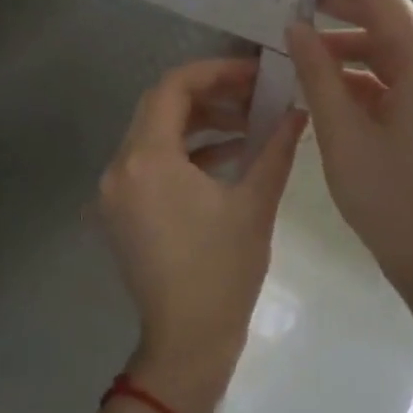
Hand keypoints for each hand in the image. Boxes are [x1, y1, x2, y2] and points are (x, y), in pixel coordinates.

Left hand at [98, 58, 304, 412]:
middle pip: (159, 108)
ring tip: (248, 124)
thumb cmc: (223, 272)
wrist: (187, 340)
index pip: (173, 89)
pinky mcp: (120, 212)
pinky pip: (149, 165)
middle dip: (209, 96)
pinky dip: (183, 154)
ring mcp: (114, 192)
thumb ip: (275, 148)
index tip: (254, 73)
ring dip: (198, 125)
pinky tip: (227, 157)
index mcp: (146, 160)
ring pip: (153, 136)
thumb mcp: (254, 204)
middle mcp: (119, 168)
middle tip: (255, 95)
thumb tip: (298, 112)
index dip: (215, 72)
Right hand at [284, 0, 412, 362]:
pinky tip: (320, 82)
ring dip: (342, 42)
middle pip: (385, 17)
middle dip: (337, 1)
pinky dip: (355, 74)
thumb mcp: (343, 134)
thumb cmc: (390, 199)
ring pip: (385, 50)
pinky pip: (390, 79)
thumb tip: (295, 29)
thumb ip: (317, 74)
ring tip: (294, 42)